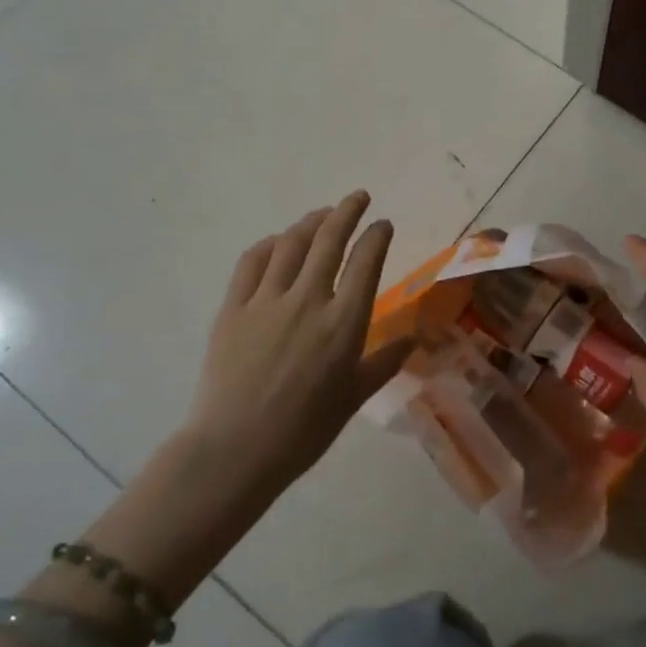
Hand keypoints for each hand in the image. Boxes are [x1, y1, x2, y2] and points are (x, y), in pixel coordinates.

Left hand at [190, 191, 412, 494]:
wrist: (235, 449)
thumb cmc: (304, 430)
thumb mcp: (354, 398)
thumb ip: (384, 362)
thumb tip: (412, 340)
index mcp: (344, 323)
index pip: (366, 261)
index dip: (376, 236)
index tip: (383, 224)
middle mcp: (308, 300)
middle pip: (329, 239)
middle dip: (347, 211)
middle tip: (357, 197)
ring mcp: (267, 301)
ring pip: (291, 244)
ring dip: (311, 222)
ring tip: (322, 215)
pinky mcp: (233, 308)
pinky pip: (252, 262)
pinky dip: (269, 245)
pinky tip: (277, 242)